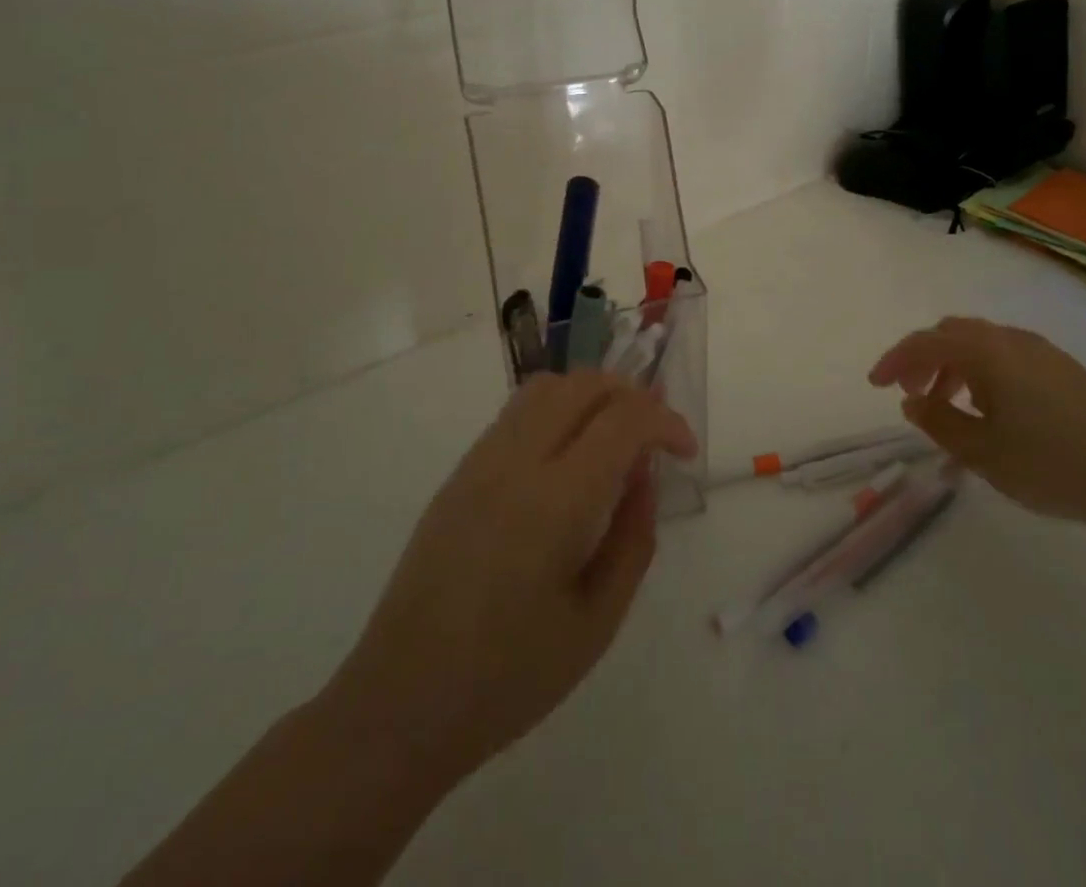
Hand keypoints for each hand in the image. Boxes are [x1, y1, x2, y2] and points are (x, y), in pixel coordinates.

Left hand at [319, 370, 697, 796]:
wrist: (400, 701)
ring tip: (614, 437)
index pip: (623, 419)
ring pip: (547, 387)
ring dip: (592, 395)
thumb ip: (633, 539)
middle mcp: (515, 461)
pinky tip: (568, 457)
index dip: (665, 422)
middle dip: (632, 396)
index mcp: (555, 501)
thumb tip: (645, 475)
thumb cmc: (509, 678)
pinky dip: (558, 410)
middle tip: (655, 438)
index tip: (685, 452)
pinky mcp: (460, 471)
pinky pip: (517, 411)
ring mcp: (481, 460)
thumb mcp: (597, 622)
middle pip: (584, 385)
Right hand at [869, 316, 1085, 529]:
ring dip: (955, 369)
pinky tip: (993, 413)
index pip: (924, 342)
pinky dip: (984, 375)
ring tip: (951, 409)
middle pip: (952, 334)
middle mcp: (1011, 340)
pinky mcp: (1066, 371)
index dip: (894, 360)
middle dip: (924, 360)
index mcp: (985, 352)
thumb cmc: (1053, 463)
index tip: (876, 385)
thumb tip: (914, 401)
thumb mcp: (982, 453)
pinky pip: (1007, 359)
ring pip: (982, 346)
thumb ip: (939, 423)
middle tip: (914, 395)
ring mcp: (1043, 353)